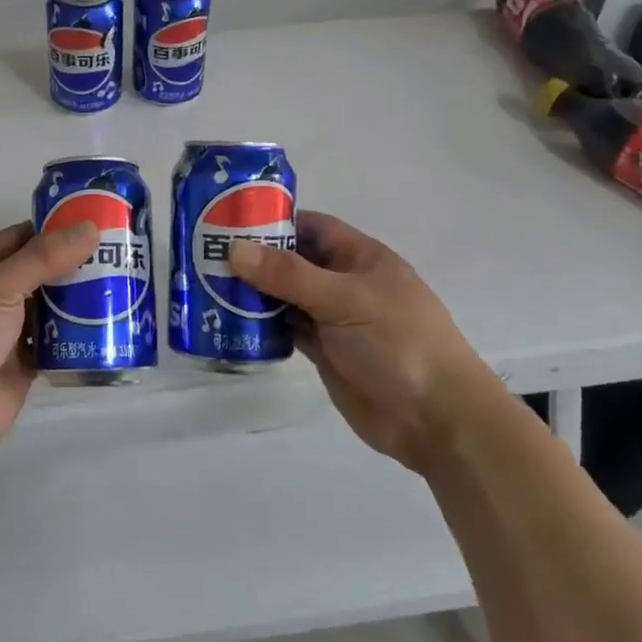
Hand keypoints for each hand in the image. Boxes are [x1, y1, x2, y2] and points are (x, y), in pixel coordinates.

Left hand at [0, 220, 99, 473]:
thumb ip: (43, 257)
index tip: (100, 221)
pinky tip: (112, 326)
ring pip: (52, 307)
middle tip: (124, 255)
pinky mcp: (24, 365)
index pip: (22, 237)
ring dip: (82, 299)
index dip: (58, 228)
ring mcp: (8, 332)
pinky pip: (57, 343)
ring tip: (127, 286)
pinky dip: (80, 336)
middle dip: (77, 264)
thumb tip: (90, 227)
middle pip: (41, 271)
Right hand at [228, 210, 496, 471]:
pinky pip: (286, 330)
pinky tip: (230, 323)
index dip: (274, 222)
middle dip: (255, 259)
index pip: (310, 227)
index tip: (228, 222)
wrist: (436, 418)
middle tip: (205, 257)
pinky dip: (262, 326)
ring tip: (207, 288)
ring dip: (254, 294)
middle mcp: (344, 283)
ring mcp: (334, 319)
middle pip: (292, 262)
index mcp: (359, 257)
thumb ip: (289, 275)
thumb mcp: (344, 299)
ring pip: (285, 297)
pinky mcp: (324, 352)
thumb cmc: (398, 341)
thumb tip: (235, 249)